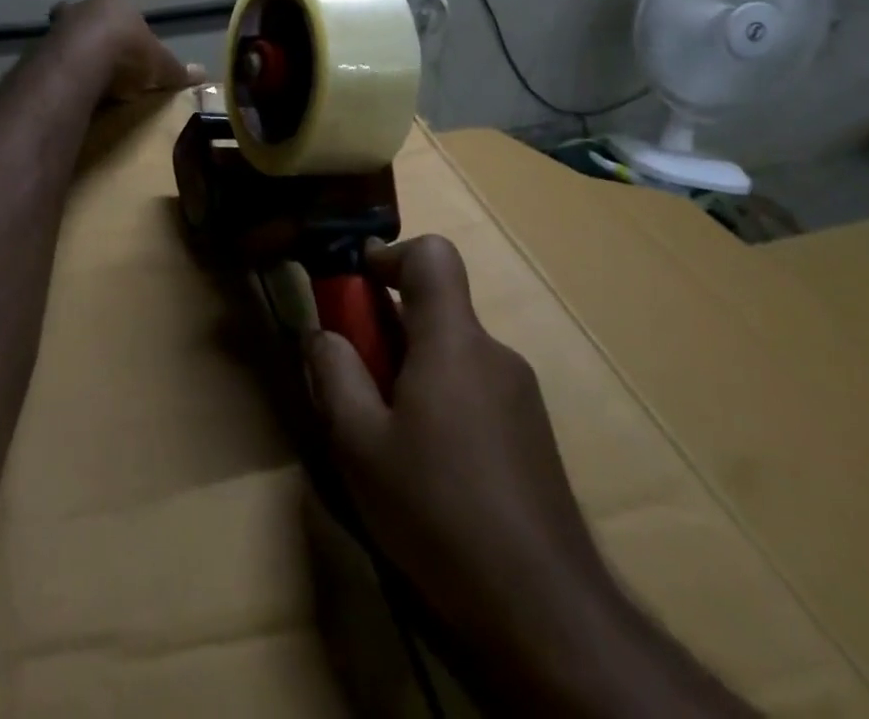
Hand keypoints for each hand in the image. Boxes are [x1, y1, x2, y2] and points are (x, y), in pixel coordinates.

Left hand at [51, 0, 202, 101]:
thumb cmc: (126, 52)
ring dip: (69, 48)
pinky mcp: (37, 52)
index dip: (115, 7)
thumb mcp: (159, 65)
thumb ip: (177, 69)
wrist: (80, 65)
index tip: (120, 26)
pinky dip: (57, 70)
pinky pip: (49, 59)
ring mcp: (55, 27)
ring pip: (61, 33)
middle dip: (85, 24)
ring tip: (82, 72)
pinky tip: (68, 87)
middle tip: (96, 47)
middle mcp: (80, 6)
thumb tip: (203, 74)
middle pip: (79, 9)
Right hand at [305, 236, 600, 642]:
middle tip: (355, 384)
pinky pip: (474, 390)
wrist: (546, 612)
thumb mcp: (359, 444)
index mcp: (453, 341)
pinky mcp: (533, 436)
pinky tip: (429, 472)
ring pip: (452, 354)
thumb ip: (333, 374)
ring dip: (412, 372)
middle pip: (436, 310)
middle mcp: (493, 354)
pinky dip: (441, 403)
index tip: (356, 288)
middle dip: (387, 330)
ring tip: (386, 441)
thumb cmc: (439, 512)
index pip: (433, 256)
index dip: (390, 256)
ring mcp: (520, 396)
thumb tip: (322, 334)